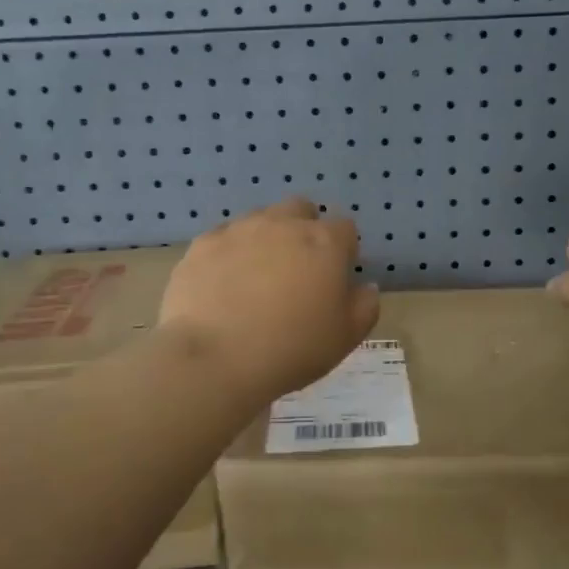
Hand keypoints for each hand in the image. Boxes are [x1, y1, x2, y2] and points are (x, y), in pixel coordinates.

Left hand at [159, 197, 379, 401]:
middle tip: (297, 270)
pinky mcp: (203, 244)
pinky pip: (223, 238)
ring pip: (260, 220)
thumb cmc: (292, 349)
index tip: (335, 278)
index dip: (343, 251)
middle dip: (304, 230)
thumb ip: (365, 306)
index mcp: (325, 243)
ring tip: (257, 279)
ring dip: (266, 239)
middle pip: (301, 210)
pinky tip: (223, 285)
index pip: (345, 228)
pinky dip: (229, 254)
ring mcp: (240, 230)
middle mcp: (283, 224)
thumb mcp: (346, 337)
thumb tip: (366, 287)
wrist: (214, 359)